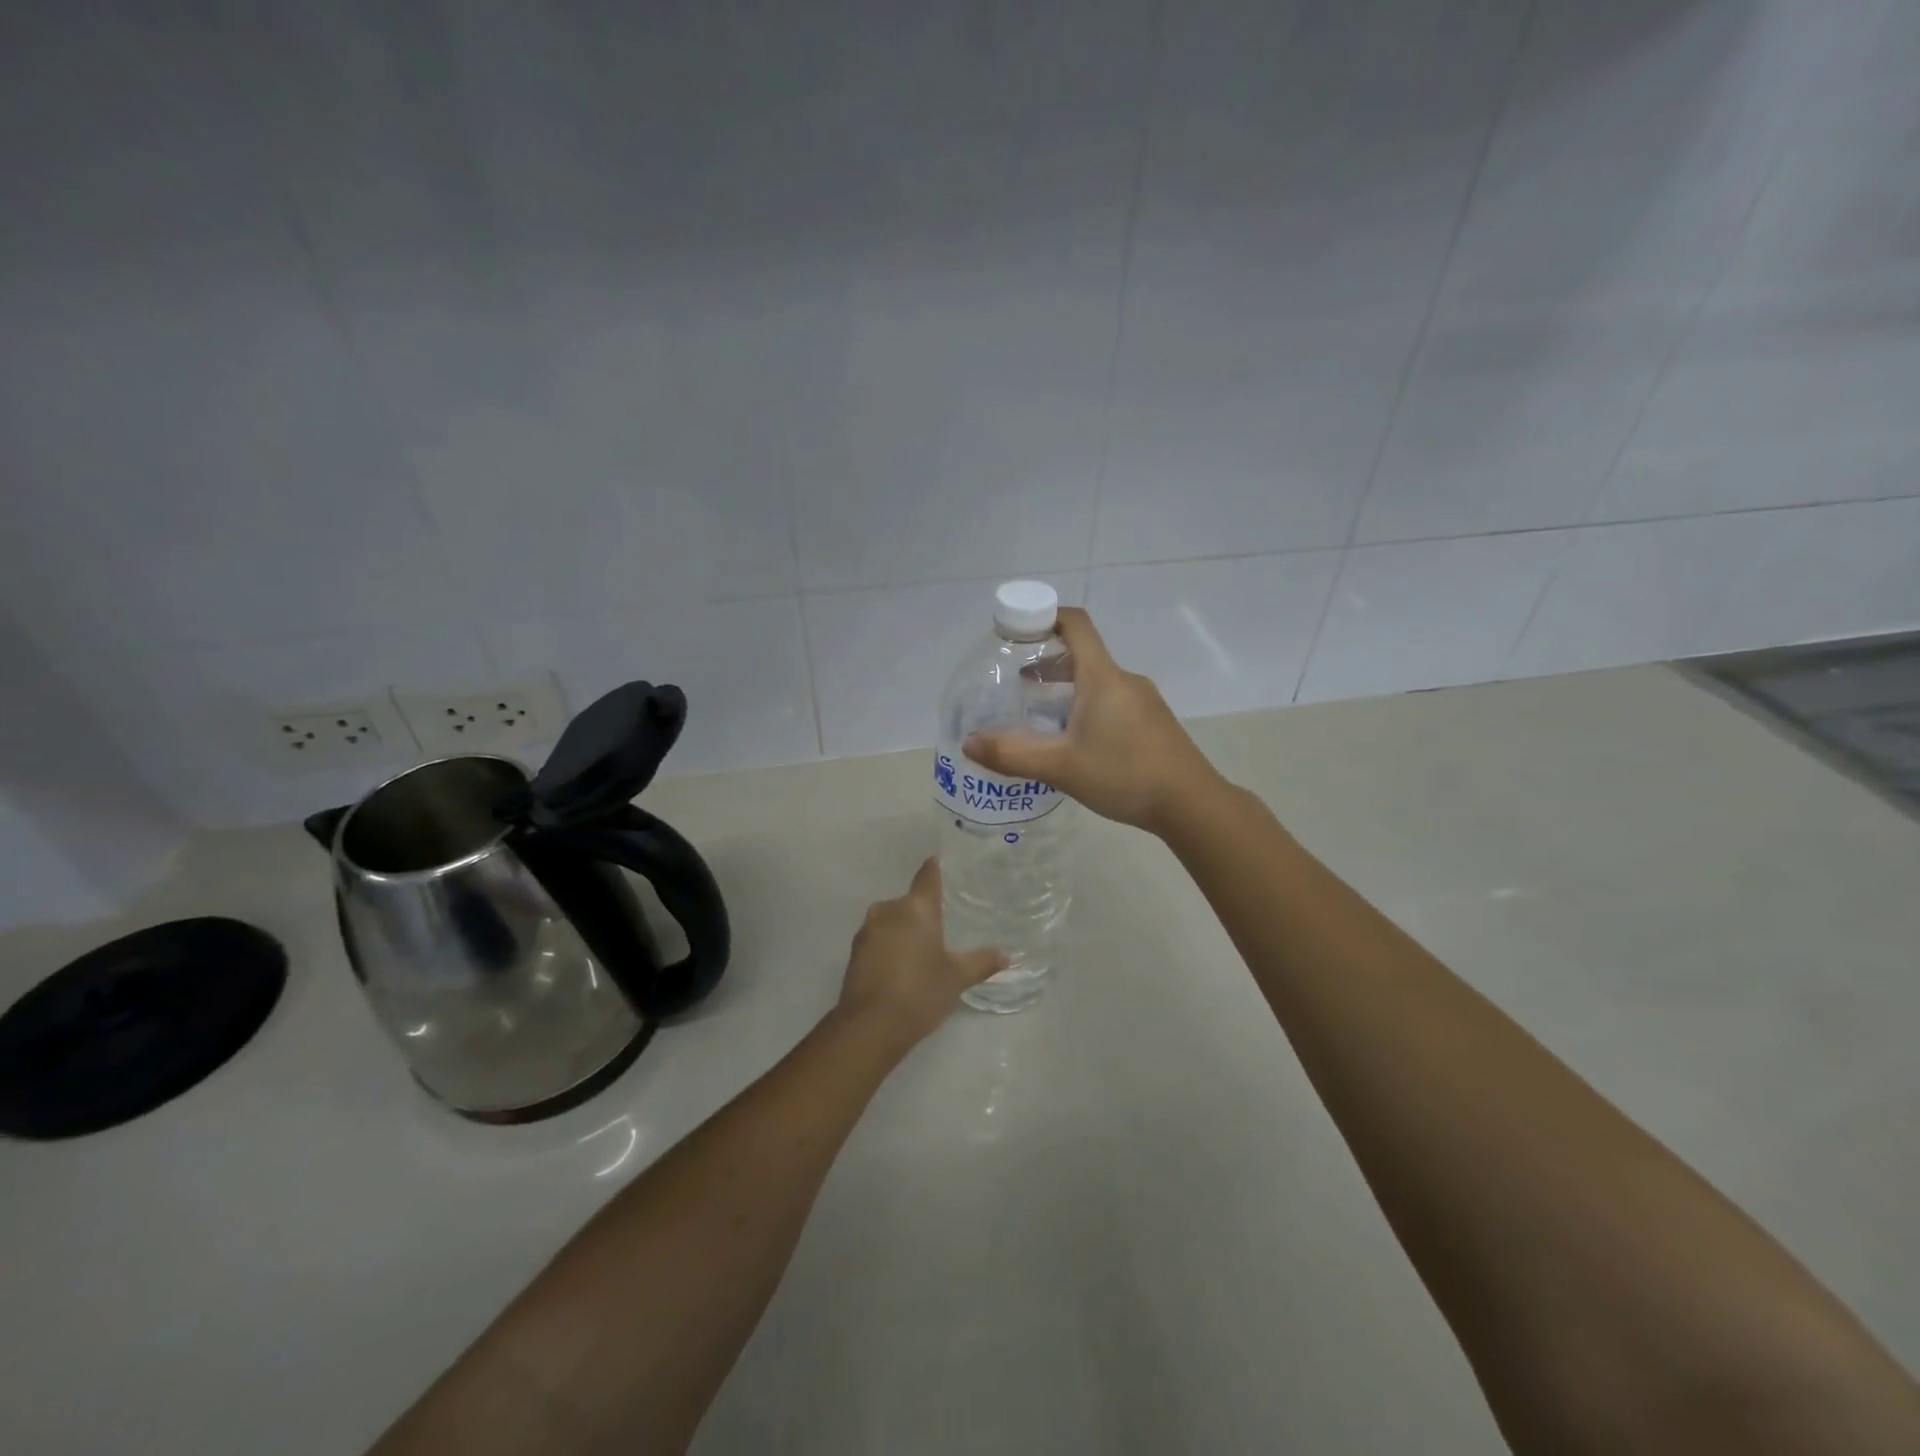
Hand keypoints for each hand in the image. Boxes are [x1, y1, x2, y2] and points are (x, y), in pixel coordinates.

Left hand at [836, 857, 1004, 1047]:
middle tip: (947, 923)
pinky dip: (892, 945)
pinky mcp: (855, 952)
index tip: (948, 865)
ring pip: (893, 920)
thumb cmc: (920, 992)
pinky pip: (880, 938)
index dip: (938, 868)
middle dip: (926, 910)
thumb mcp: (957, 978)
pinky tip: (904, 966)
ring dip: (907, 929)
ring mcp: (867, 930)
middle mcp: (888, 910)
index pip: (928, 875)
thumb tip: (1007, 955)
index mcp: (915, 908)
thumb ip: (982, 962)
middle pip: (911, 901)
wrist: (869, 1027)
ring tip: (927, 949)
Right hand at [964, 607, 1221, 836]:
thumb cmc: (1124, 775)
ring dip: (1067, 688)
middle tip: (1017, 683)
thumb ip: (1012, 754)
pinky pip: (1113, 701)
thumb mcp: (1061, 767)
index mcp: (1102, 677)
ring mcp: (1144, 701)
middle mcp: (1125, 680)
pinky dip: (1087, 706)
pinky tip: (1076, 740)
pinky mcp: (1153, 722)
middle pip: (1083, 654)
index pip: (1075, 624)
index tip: (1017, 630)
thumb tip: (969, 743)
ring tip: (1040, 715)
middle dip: (1047, 662)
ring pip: (1098, 681)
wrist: (1191, 804)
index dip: (1045, 616)